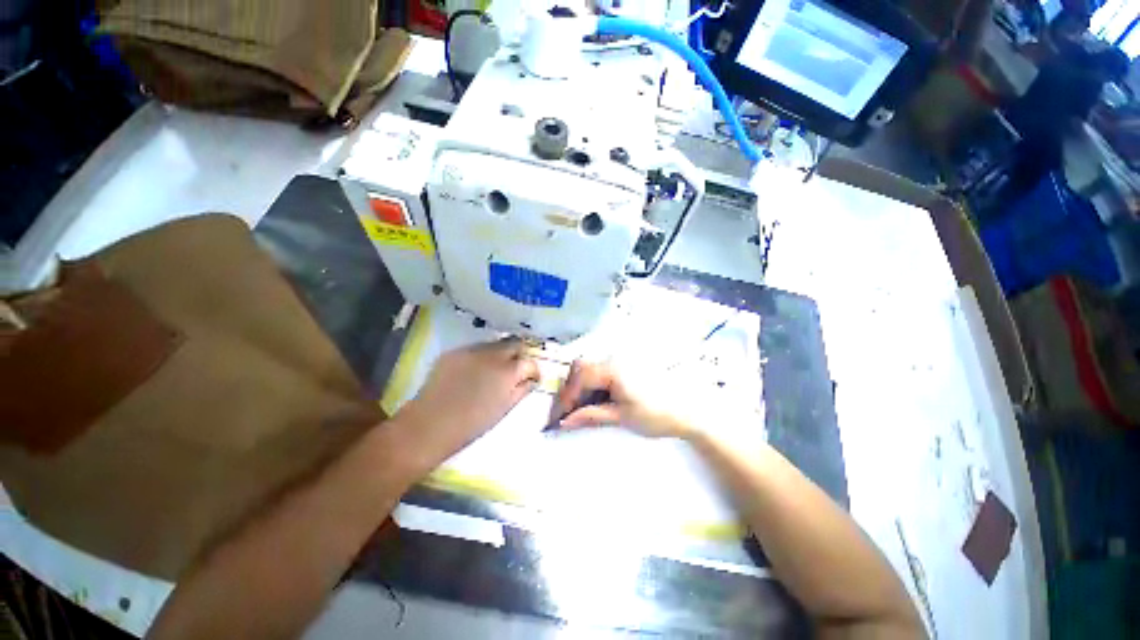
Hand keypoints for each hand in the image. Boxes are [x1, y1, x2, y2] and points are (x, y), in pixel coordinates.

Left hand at [394, 338, 538, 469]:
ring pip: (495, 344)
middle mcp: (493, 355)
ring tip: (493, 370)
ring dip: (500, 354)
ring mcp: (472, 350)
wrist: (429, 425)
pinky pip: (475, 349)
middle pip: (515, 343)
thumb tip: (530, 380)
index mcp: (509, 372)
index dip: (534, 371)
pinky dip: (480, 357)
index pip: (530, 362)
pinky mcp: (455, 351)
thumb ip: (521, 390)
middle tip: (515, 369)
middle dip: (519, 355)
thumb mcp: (504, 409)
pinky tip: (473, 371)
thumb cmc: (471, 425)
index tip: (532, 378)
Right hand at [550, 360, 696, 438]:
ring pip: (588, 370)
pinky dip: (591, 387)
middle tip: (566, 415)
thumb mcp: (621, 417)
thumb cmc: (656, 414)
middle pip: (580, 369)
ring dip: (579, 389)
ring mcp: (619, 361)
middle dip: (569, 392)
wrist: (690, 410)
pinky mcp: (624, 367)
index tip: (558, 419)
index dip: (566, 399)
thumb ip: (591, 416)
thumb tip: (565, 422)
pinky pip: (599, 373)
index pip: (579, 378)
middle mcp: (613, 358)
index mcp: (613, 368)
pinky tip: (593, 403)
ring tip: (578, 411)